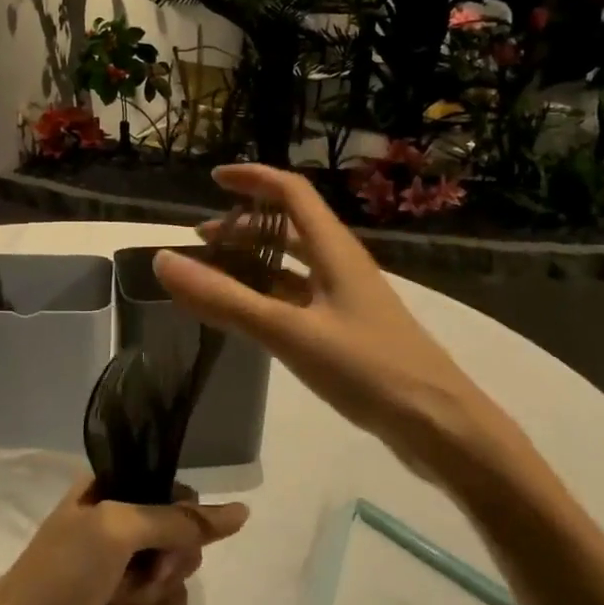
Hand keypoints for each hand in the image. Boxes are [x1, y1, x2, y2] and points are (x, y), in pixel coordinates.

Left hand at [0, 477, 248, 604]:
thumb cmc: (59, 576)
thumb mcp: (116, 531)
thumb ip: (177, 520)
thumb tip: (241, 512)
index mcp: (112, 494)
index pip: (179, 498)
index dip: (181, 529)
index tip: (162, 551)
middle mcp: (118, 532)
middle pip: (181, 551)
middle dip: (156, 579)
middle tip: (122, 584)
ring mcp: (117, 580)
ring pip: (170, 596)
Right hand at [154, 163, 527, 477]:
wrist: (438, 425)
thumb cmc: (367, 368)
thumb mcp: (288, 332)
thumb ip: (225, 299)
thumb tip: (164, 261)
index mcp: (334, 250)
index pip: (291, 192)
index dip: (254, 179)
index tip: (214, 179)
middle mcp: (340, 266)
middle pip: (289, 228)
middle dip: (245, 226)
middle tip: (201, 241)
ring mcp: (345, 300)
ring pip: (292, 267)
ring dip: (253, 263)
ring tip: (213, 275)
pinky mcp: (346, 332)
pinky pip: (297, 300)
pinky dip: (266, 298)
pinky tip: (245, 317)